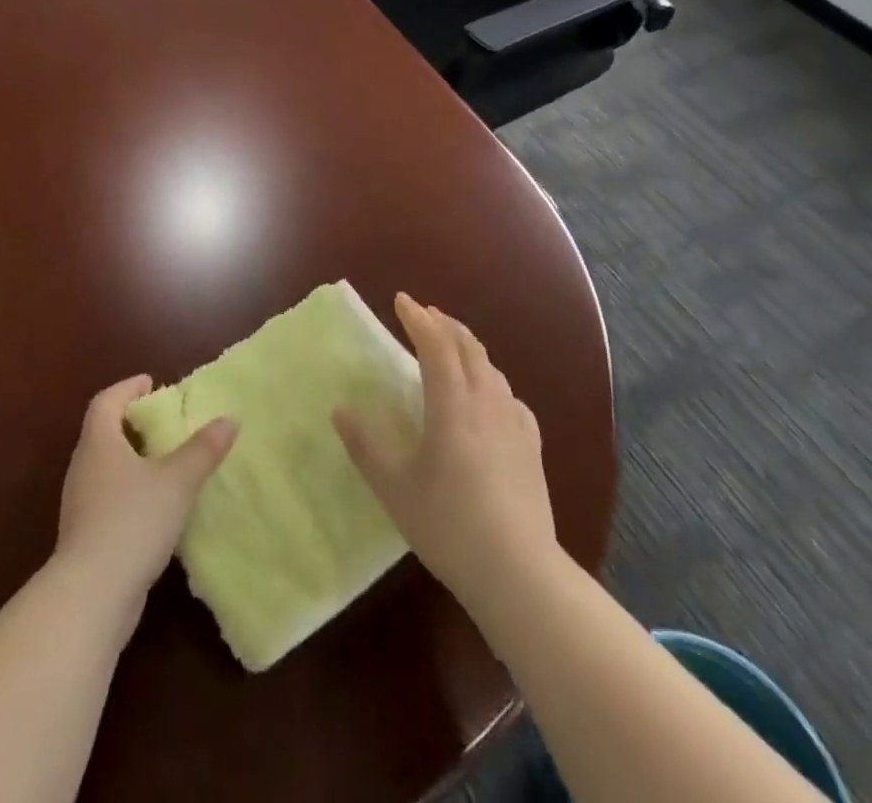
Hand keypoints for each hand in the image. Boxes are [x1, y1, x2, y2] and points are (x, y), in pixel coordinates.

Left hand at [54, 375, 236, 622]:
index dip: (127, 388)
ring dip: (131, 458)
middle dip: (132, 422)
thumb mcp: (178, 480)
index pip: (106, 402)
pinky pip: (107, 497)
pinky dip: (129, 489)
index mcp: (100, 443)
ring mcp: (80, 504)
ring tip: (164, 461)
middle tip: (163, 421)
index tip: (150, 382)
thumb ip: (204, 449)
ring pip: (105, 467)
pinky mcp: (85, 536)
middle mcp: (84, 467)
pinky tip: (154, 505)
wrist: (91, 595)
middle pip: (103, 432)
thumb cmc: (133, 521)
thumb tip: (229, 419)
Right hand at [334, 294, 556, 612]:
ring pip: (490, 367)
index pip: (435, 344)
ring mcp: (514, 422)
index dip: (418, 318)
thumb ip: (365, 445)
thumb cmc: (448, 524)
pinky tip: (489, 396)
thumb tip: (341, 410)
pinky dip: (491, 379)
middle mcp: (486, 400)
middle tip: (424, 314)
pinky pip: (508, 395)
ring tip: (451, 346)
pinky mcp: (531, 445)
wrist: (518, 571)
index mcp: (452, 403)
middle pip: (468, 346)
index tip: (401, 300)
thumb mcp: (394, 487)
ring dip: (467, 346)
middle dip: (444, 323)